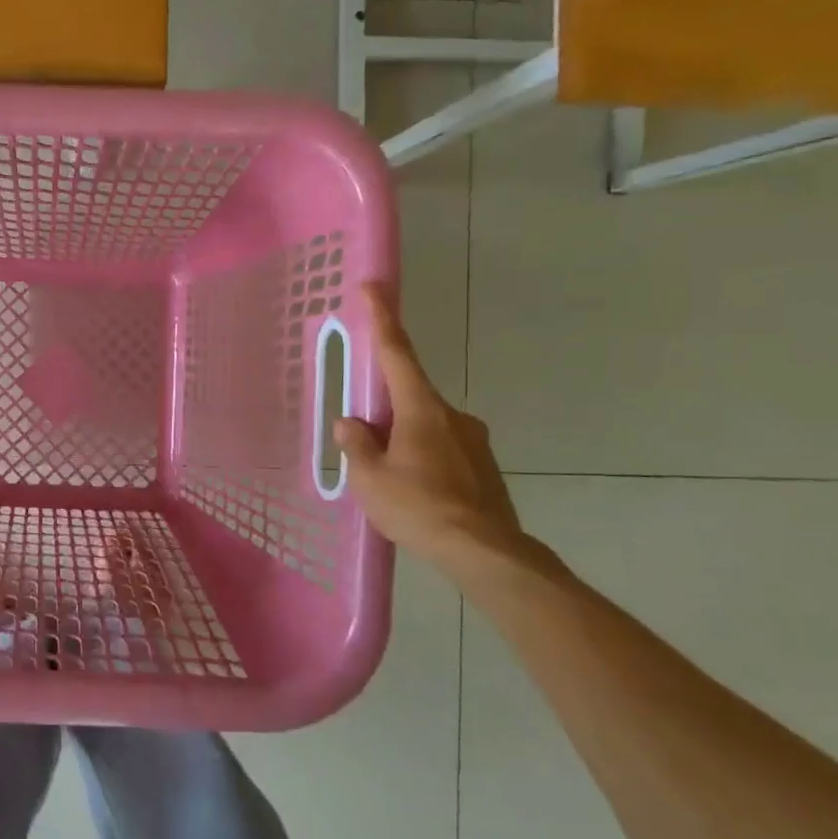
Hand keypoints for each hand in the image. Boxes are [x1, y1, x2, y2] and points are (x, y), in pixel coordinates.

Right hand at [331, 282, 531, 573]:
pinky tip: (415, 493)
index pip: (397, 352)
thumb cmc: (419, 507)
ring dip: (403, 440)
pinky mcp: (484, 467)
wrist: (486, 553)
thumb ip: (357, 444)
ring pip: (426, 427)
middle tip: (364, 441)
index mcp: (421, 409)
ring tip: (389, 481)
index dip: (382, 318)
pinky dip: (423, 460)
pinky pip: (442, 450)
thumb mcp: (370, 478)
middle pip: (409, 396)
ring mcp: (473, 441)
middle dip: (383, 410)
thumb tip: (351, 423)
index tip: (373, 286)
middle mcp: (452, 415)